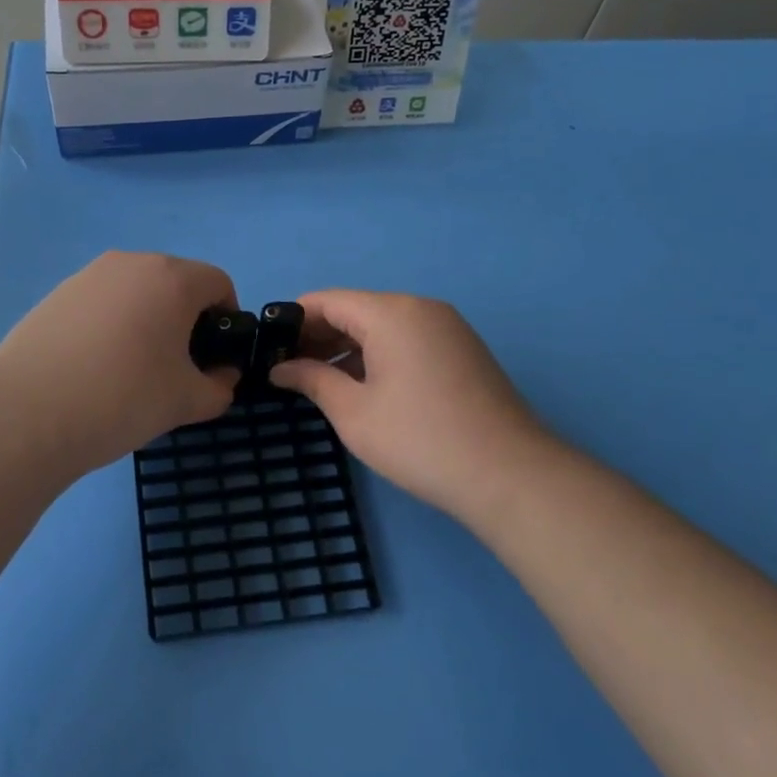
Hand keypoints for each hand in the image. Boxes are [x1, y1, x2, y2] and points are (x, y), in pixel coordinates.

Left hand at [0, 251, 239, 469]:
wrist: (28, 414)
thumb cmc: (124, 398)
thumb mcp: (186, 402)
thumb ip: (219, 387)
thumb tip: (221, 377)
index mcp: (172, 278)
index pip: (218, 283)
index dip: (227, 318)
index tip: (214, 357)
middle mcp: (130, 263)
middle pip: (175, 282)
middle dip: (185, 319)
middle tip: (175, 366)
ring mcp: (87, 276)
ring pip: (135, 292)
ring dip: (146, 320)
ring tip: (129, 369)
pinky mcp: (55, 295)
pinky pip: (100, 303)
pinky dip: (109, 325)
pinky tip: (92, 367)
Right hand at [269, 289, 559, 523]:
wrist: (509, 475)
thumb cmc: (419, 440)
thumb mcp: (354, 412)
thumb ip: (312, 380)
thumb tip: (280, 368)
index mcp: (391, 313)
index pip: (327, 300)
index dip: (293, 320)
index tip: (268, 349)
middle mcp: (420, 308)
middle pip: (356, 309)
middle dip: (318, 335)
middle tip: (288, 370)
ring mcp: (447, 327)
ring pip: (382, 325)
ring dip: (347, 347)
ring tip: (318, 381)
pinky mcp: (462, 349)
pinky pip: (407, 339)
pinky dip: (378, 354)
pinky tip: (361, 386)